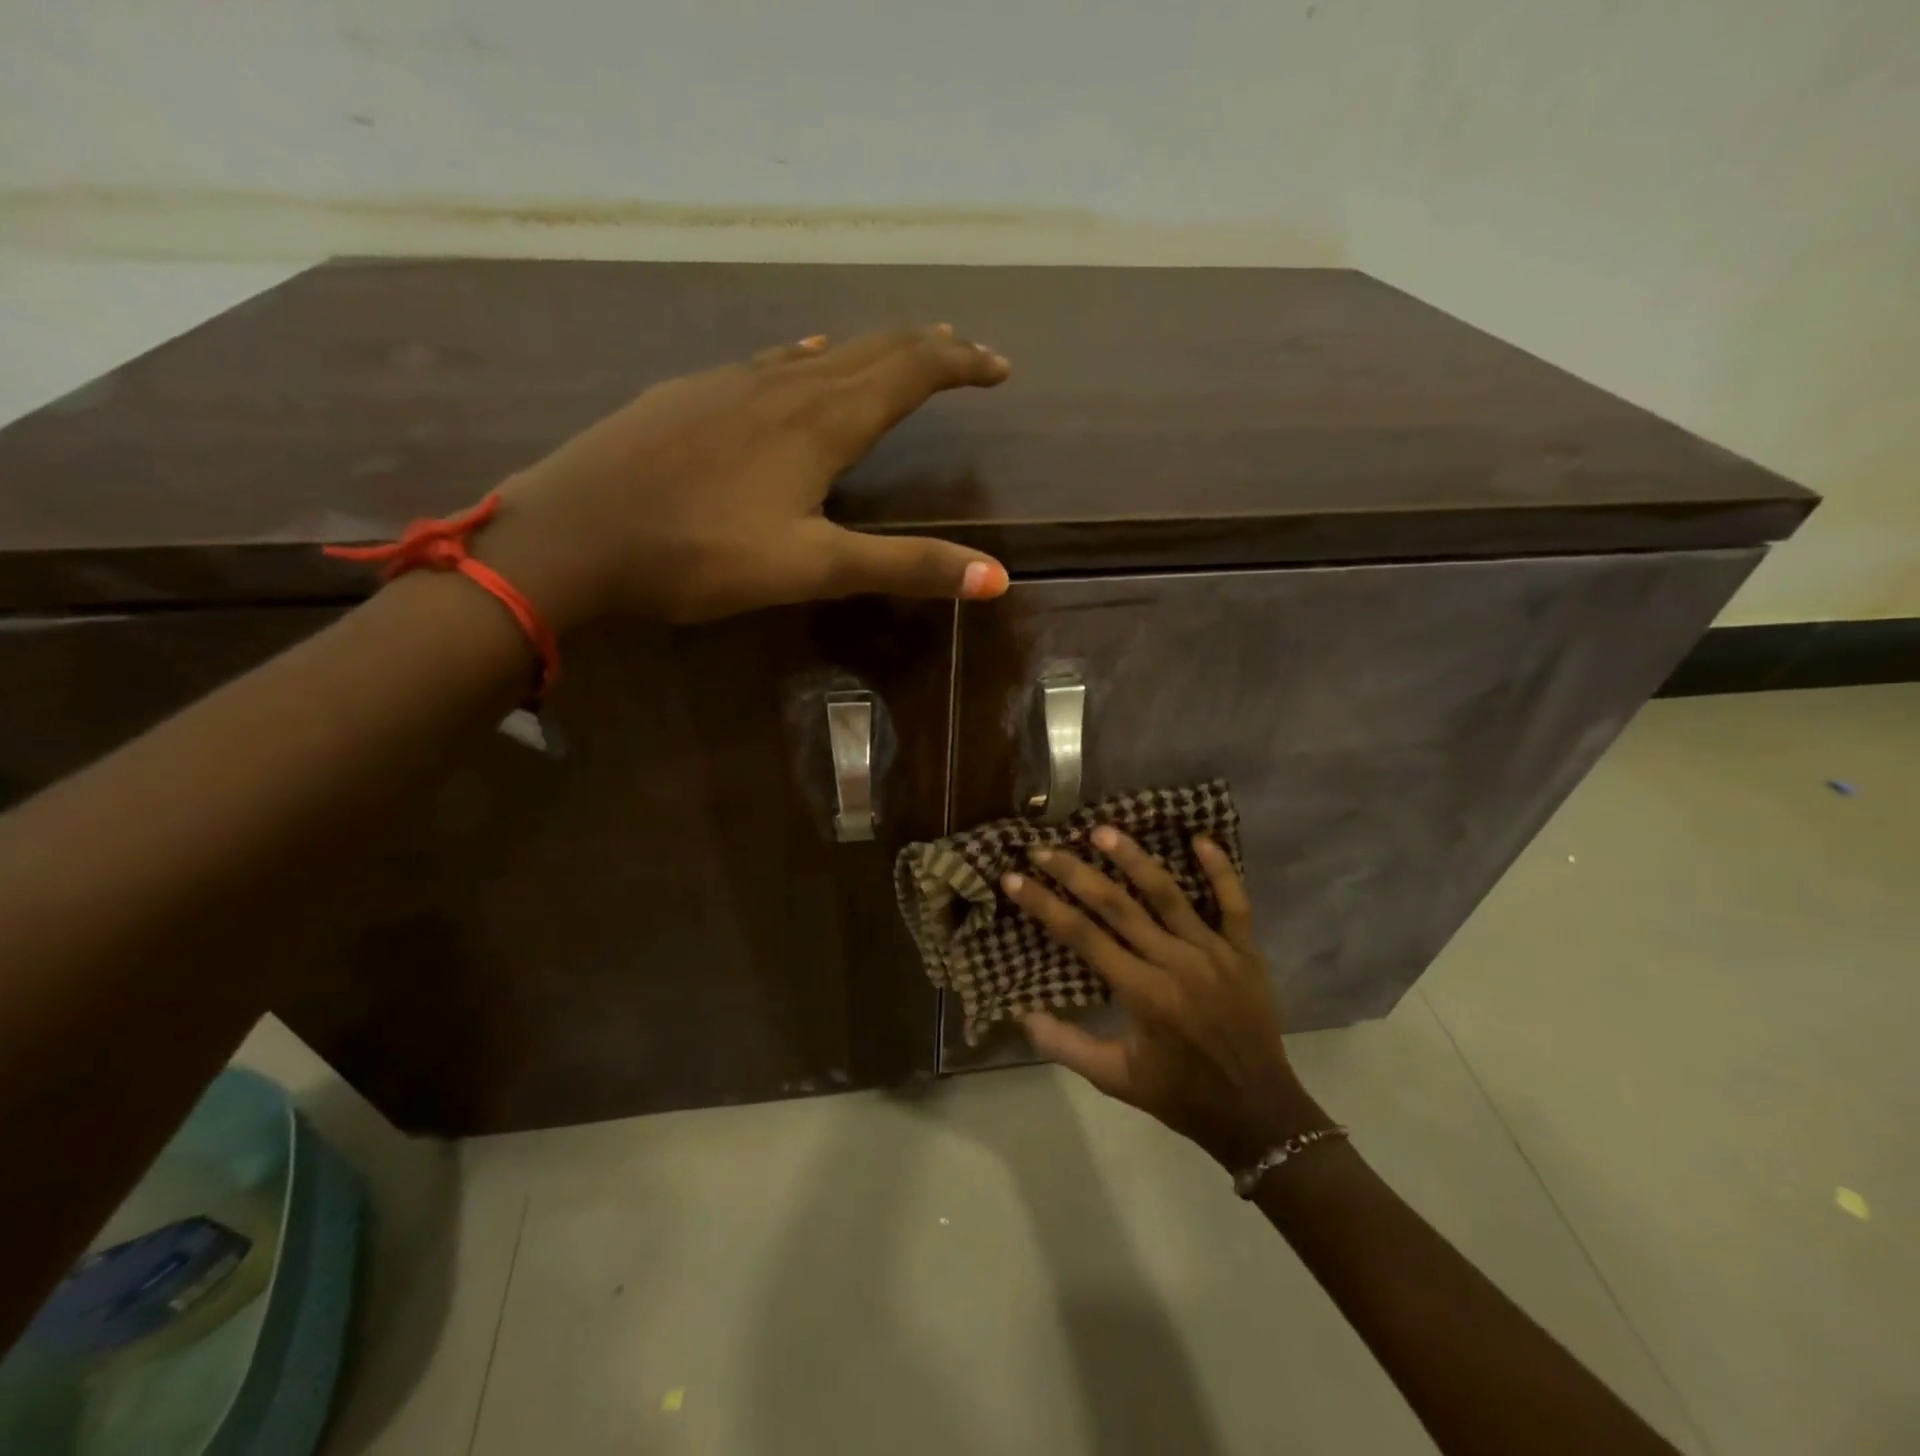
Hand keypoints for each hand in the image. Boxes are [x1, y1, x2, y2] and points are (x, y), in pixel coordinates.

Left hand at [477, 327, 1012, 627]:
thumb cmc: (699, 555)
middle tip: (964, 355)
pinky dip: (812, 359)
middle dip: (927, 350)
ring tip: (901, 357)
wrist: (571, 535)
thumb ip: (904, 566)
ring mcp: (731, 382)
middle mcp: (784, 384)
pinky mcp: (691, 395)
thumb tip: (997, 577)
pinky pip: (772, 361)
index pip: (912, 371)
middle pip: (872, 349)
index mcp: (822, 420)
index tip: (999, 369)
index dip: (962, 364)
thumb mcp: (812, 568)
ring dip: (873, 353)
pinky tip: (803, 361)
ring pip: (822, 352)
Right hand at [1001, 828, 1323, 1167]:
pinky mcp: (1245, 951)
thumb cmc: (1180, 1095)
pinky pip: (1235, 903)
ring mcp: (1214, 952)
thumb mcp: (1115, 1080)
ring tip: (1102, 830)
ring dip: (1134, 858)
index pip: (1082, 936)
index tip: (1014, 878)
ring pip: (1169, 894)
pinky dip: (1221, 870)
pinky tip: (1201, 838)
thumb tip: (1021, 1014)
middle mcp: (1176, 963)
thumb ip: (1066, 1046)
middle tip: (1044, 847)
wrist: (1258, 1113)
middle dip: (1075, 873)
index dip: (1044, 904)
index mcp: (1143, 994)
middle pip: (1118, 906)